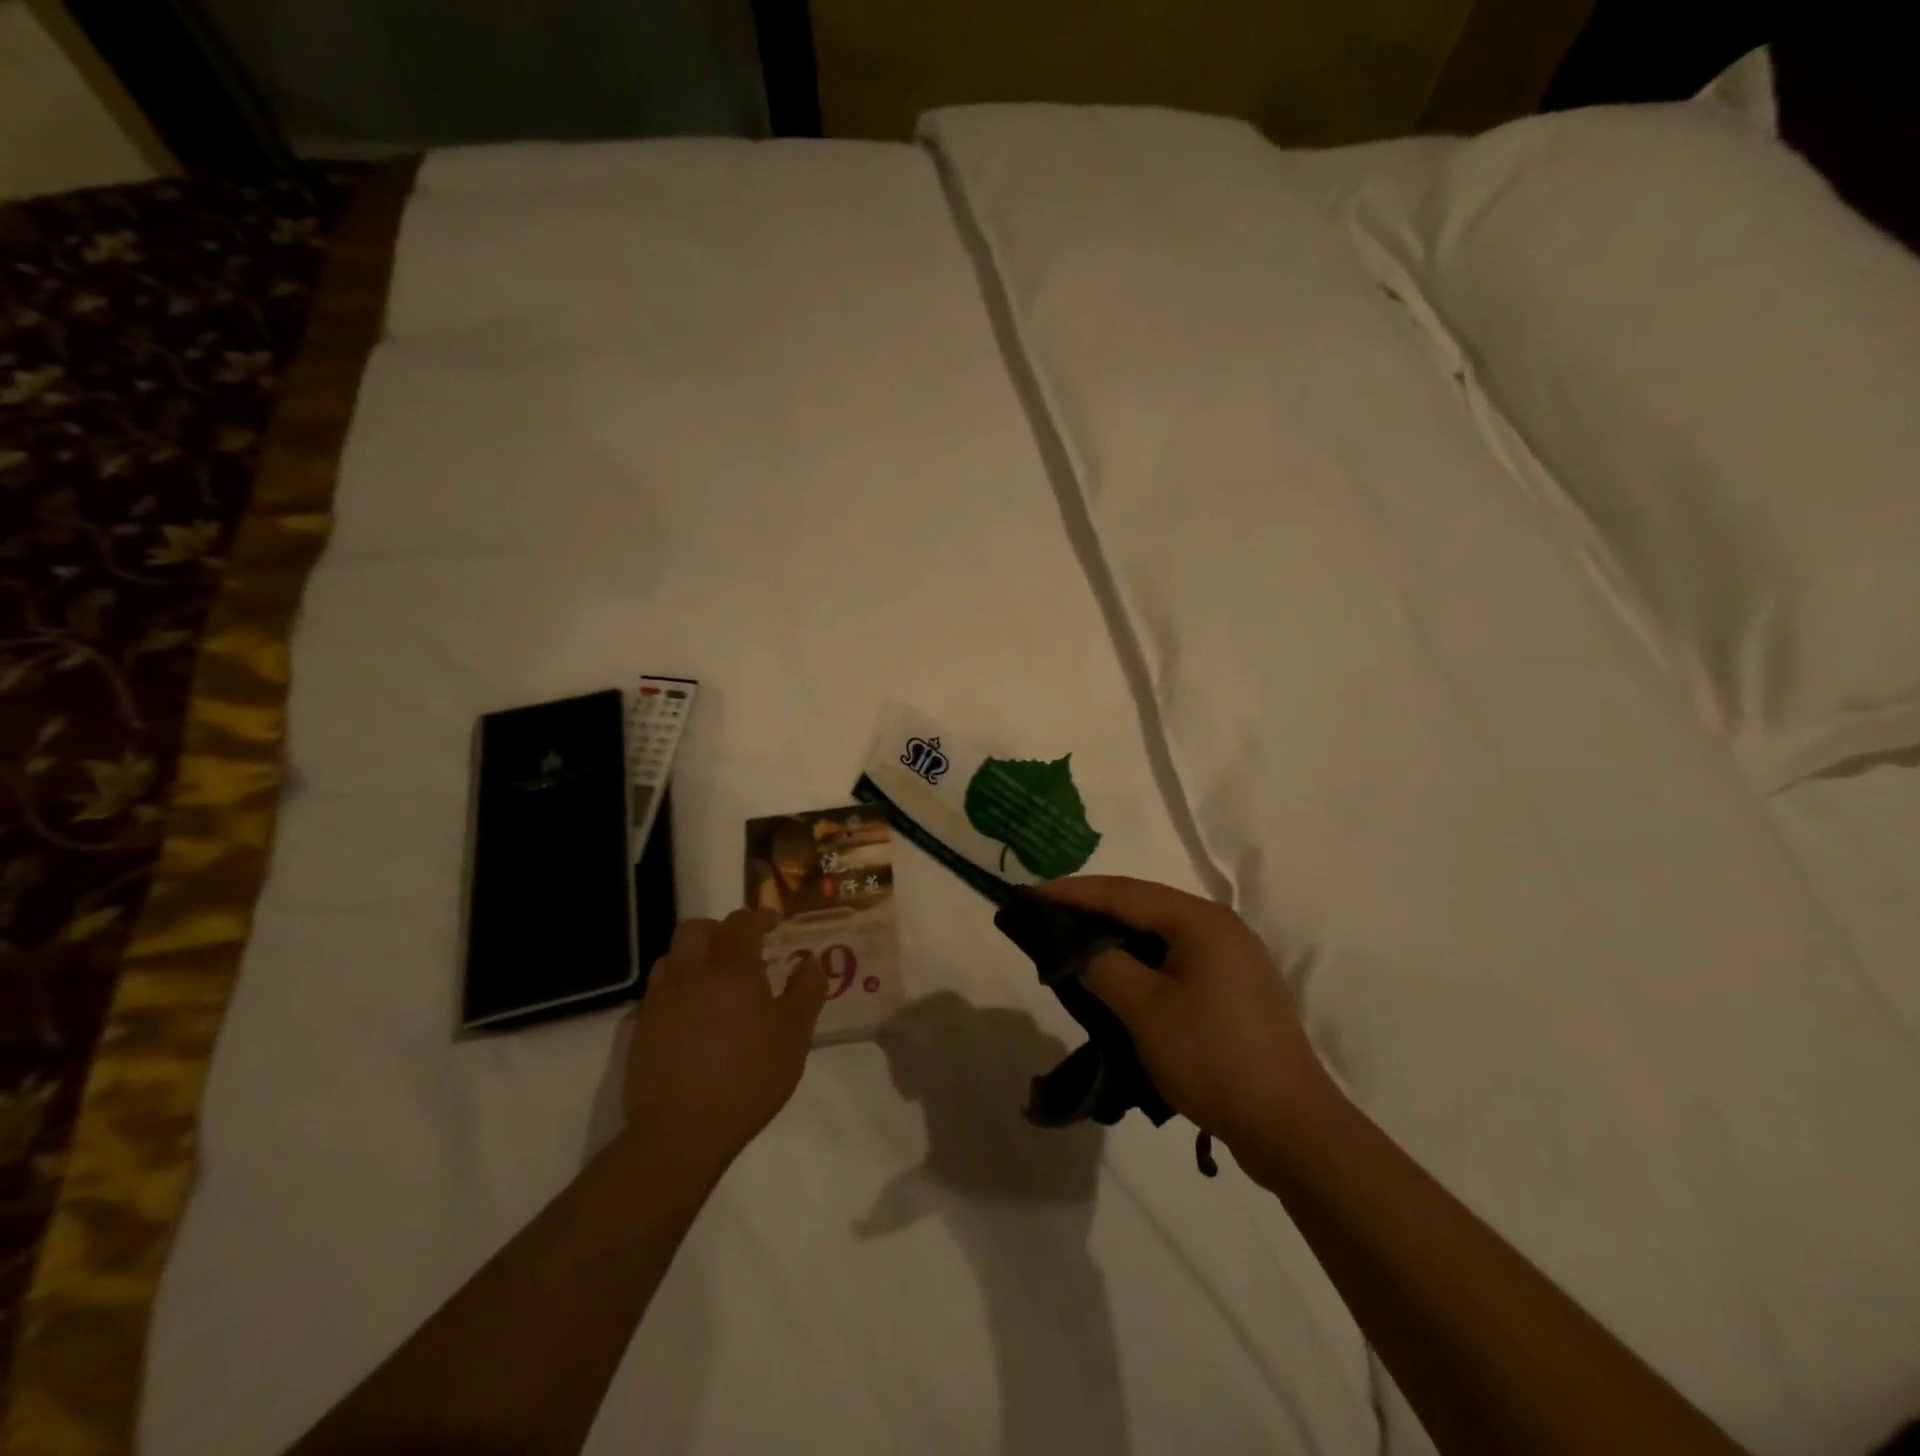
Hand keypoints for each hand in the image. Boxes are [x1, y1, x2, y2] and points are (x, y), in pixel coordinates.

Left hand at [620, 908, 826, 1172]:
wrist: (680, 1131)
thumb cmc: (748, 1078)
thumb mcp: (795, 1035)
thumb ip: (806, 991)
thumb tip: (809, 961)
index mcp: (731, 967)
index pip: (742, 922)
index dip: (760, 917)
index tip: (774, 924)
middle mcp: (692, 972)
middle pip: (696, 928)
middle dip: (719, 929)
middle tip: (740, 947)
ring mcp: (661, 999)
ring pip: (672, 955)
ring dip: (694, 955)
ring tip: (714, 978)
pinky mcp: (642, 1027)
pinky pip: (659, 989)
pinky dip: (677, 986)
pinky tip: (692, 1013)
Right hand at [1037, 877, 1330, 1161]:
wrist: (1291, 1128)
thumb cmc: (1213, 1058)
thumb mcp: (1145, 1010)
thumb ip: (1102, 966)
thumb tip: (1076, 948)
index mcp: (1200, 921)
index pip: (1123, 892)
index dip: (1072, 892)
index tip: (1030, 895)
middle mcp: (1219, 928)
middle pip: (1142, 907)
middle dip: (1092, 912)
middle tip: (1046, 920)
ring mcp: (1231, 959)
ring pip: (1159, 935)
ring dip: (1115, 939)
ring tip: (1072, 948)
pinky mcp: (1233, 990)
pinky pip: (1175, 961)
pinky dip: (1140, 964)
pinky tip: (1117, 980)